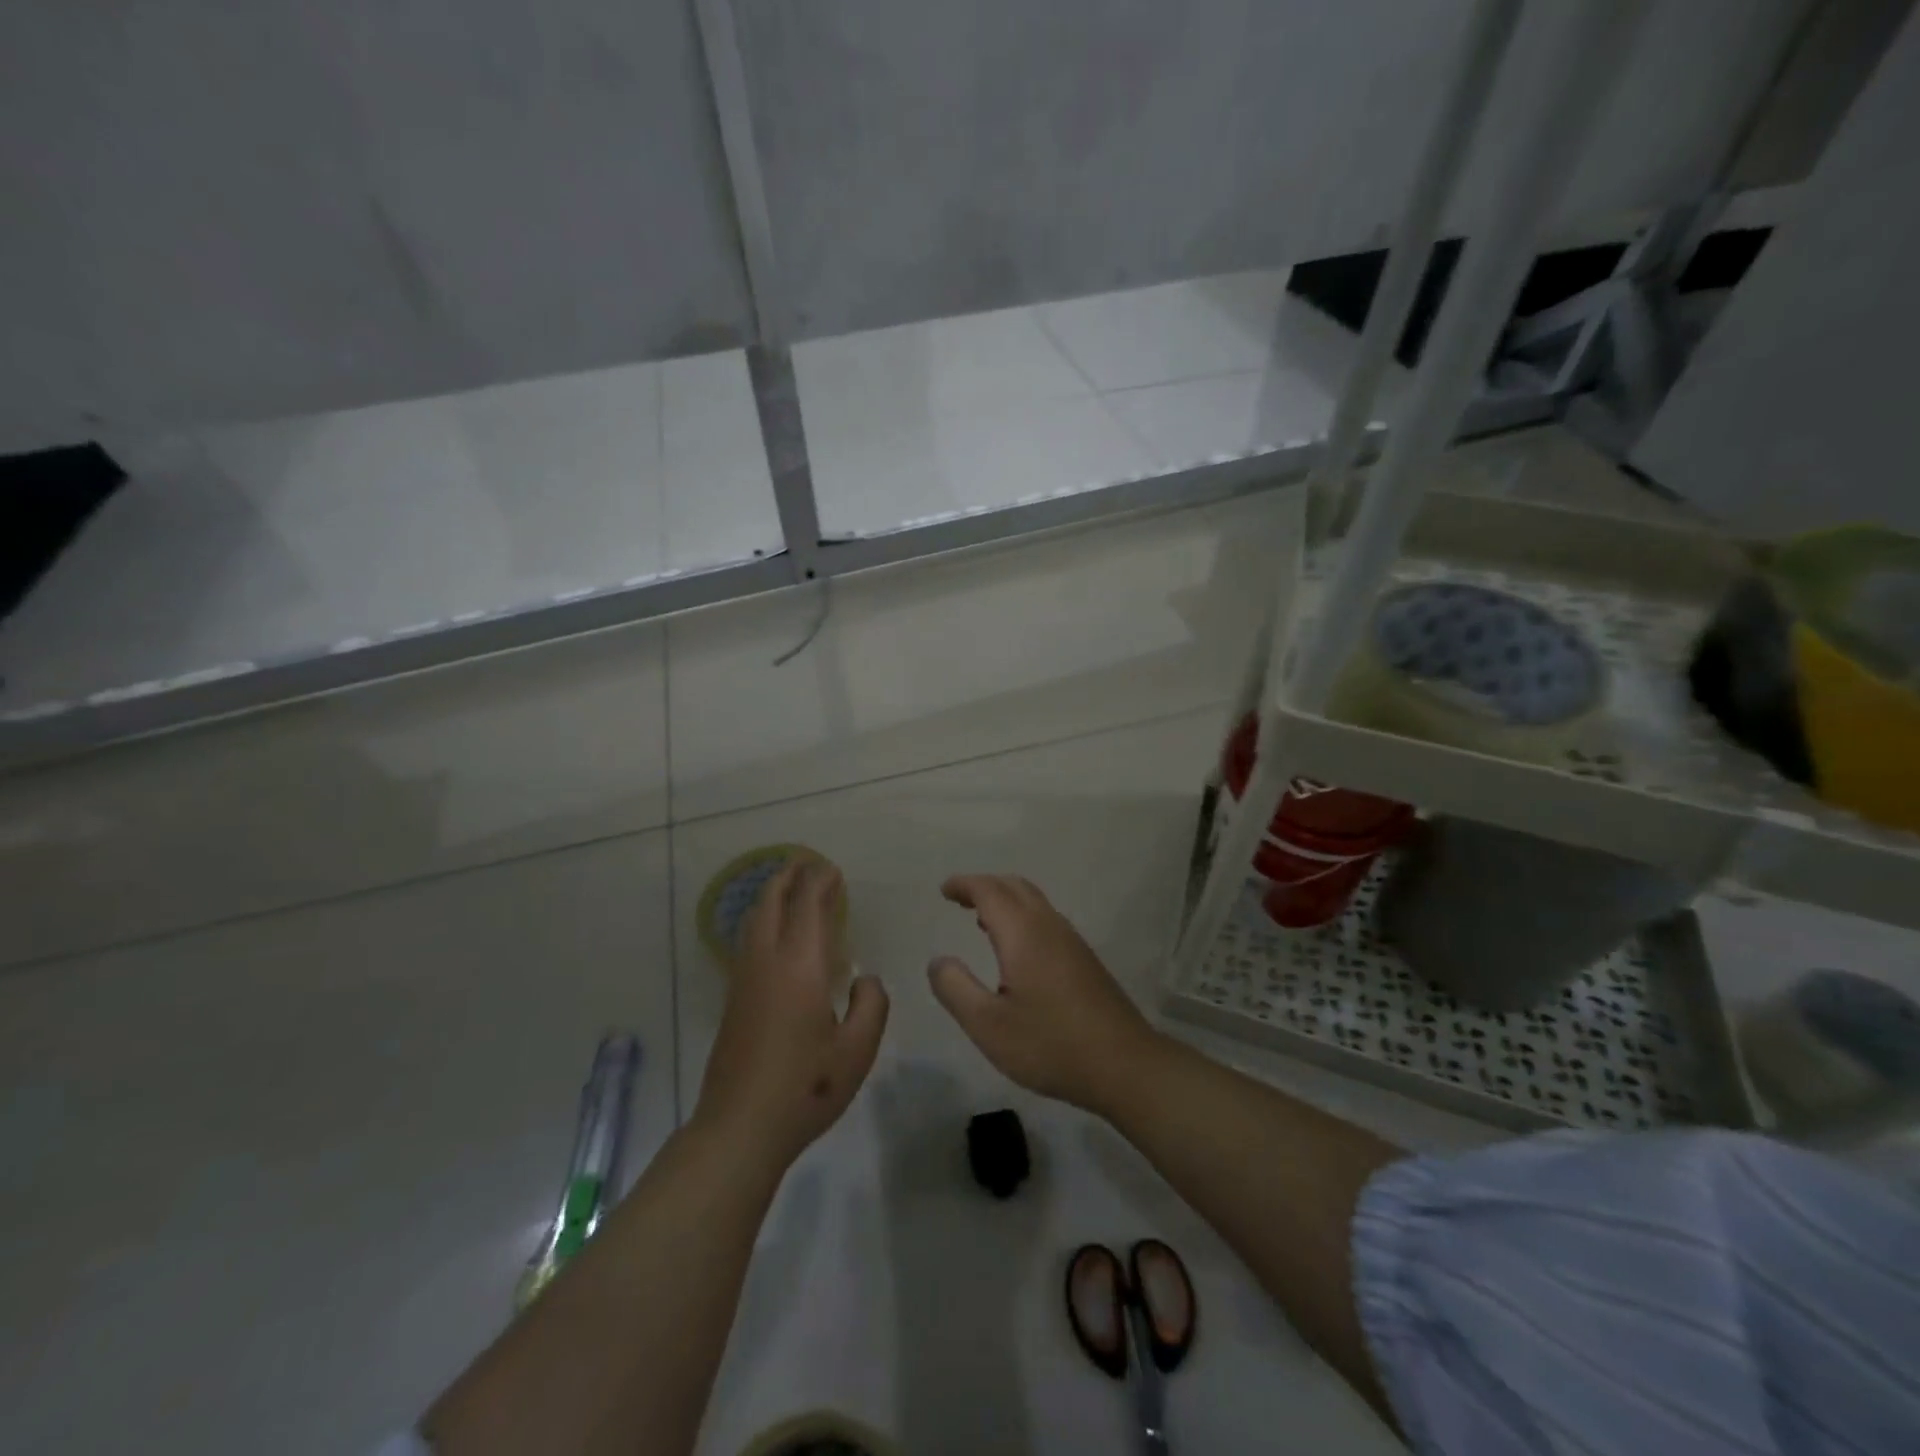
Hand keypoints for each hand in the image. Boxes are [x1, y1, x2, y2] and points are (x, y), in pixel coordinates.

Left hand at [695, 860, 888, 1171]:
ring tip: (787, 888)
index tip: (832, 869)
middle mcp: (767, 963)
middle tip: (804, 862)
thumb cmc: (806, 1088)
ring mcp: (744, 981)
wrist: (739, 1128)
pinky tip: (772, 935)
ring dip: (770, 897)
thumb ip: (871, 1005)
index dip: (820, 883)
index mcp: (800, 967)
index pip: (809, 907)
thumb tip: (865, 980)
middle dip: (787, 877)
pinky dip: (761, 921)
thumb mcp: (857, 1050)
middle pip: (771, 904)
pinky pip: (747, 943)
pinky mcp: (733, 1001)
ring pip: (753, 921)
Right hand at [928, 874, 1162, 1118]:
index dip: (965, 885)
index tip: (944, 890)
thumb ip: (955, 989)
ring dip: (1005, 900)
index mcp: (1023, 933)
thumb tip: (938, 960)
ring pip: (1034, 902)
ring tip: (981, 920)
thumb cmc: (1050, 1044)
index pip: (990, 891)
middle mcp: (1049, 926)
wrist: (1124, 1065)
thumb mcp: (988, 1025)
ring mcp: (1072, 941)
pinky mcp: (1085, 960)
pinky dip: (1022, 916)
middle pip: (1015, 887)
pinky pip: (1046, 919)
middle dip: (985, 886)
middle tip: (959, 898)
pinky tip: (1016, 950)